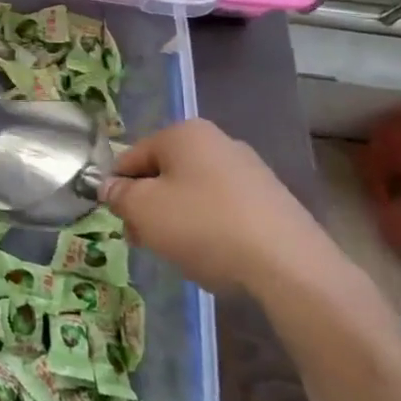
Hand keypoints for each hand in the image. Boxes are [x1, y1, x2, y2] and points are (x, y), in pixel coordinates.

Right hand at [101, 119, 340, 294]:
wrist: (291, 267)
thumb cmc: (204, 226)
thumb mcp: (143, 210)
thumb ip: (118, 195)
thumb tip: (110, 188)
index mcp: (183, 133)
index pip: (131, 156)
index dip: (118, 190)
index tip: (121, 223)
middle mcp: (218, 141)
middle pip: (164, 173)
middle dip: (150, 206)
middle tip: (147, 242)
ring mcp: (250, 170)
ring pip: (194, 193)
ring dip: (179, 220)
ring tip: (184, 254)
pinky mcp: (273, 201)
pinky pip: (225, 210)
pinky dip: (212, 230)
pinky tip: (217, 257)